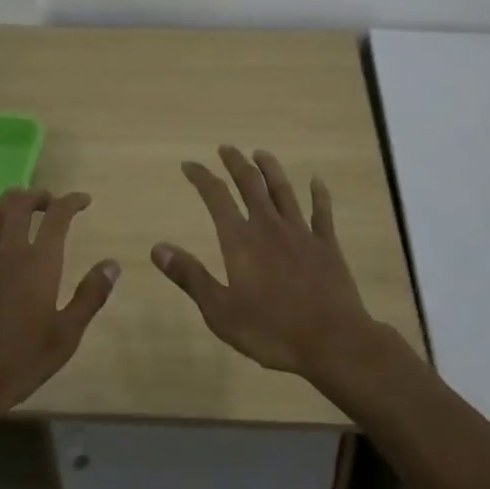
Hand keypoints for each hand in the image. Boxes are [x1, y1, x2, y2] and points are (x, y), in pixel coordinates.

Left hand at [0, 189, 118, 456]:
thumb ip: (90, 296)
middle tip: (50, 201)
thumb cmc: (19, 362)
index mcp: (39, 262)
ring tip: (20, 202)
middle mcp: (7, 252)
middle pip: (20, 206)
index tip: (84, 201)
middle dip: (37, 196)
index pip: (58, 216)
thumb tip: (112, 264)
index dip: (72, 202)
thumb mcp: (66, 335)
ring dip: (7, 202)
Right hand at [153, 146, 379, 381]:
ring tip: (261, 153)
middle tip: (226, 148)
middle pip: (250, 184)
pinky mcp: (326, 245)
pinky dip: (319, 194)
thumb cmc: (271, 330)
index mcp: (241, 240)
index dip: (201, 178)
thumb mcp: (219, 311)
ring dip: (271, 169)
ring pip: (283, 190)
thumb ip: (190, 276)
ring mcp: (301, 233)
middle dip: (236, 163)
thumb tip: (157, 247)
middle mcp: (269, 226)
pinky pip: (321, 212)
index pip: (216, 197)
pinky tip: (316, 181)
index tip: (189, 165)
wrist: (331, 340)